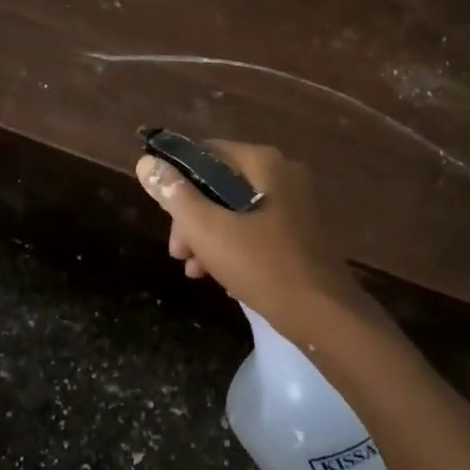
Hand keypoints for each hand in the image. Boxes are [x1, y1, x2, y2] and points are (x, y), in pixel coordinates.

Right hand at [135, 139, 372, 343]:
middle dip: (191, 217)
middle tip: (178, 251)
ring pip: (235, 209)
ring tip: (192, 268)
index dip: (176, 178)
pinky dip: (232, 246)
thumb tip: (146, 163)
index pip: (205, 153)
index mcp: (263, 162)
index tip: (163, 212)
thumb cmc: (262, 264)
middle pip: (219, 184)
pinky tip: (218, 276)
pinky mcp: (300, 233)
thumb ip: (174, 194)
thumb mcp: (207, 229)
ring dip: (207, 235)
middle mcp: (282, 174)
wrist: (324, 316)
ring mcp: (295, 204)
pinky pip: (255, 228)